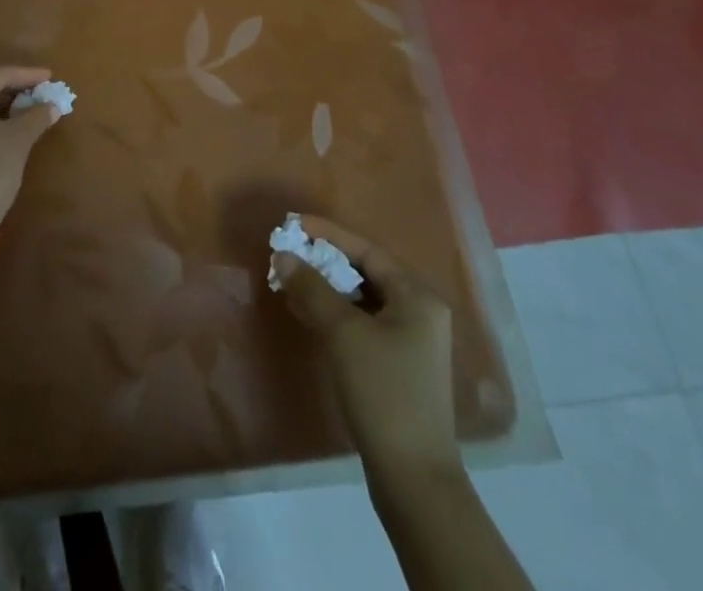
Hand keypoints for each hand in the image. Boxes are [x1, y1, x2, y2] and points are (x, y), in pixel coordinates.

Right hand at [274, 216, 461, 475]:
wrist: (413, 478)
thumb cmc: (383, 391)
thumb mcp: (343, 333)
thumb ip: (312, 288)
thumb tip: (283, 255)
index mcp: (417, 296)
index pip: (367, 250)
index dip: (328, 234)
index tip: (294, 225)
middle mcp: (419, 311)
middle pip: (366, 272)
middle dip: (324, 261)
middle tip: (288, 252)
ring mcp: (411, 340)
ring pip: (362, 298)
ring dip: (326, 287)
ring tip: (289, 279)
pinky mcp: (398, 365)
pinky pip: (362, 322)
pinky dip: (335, 313)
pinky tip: (305, 312)